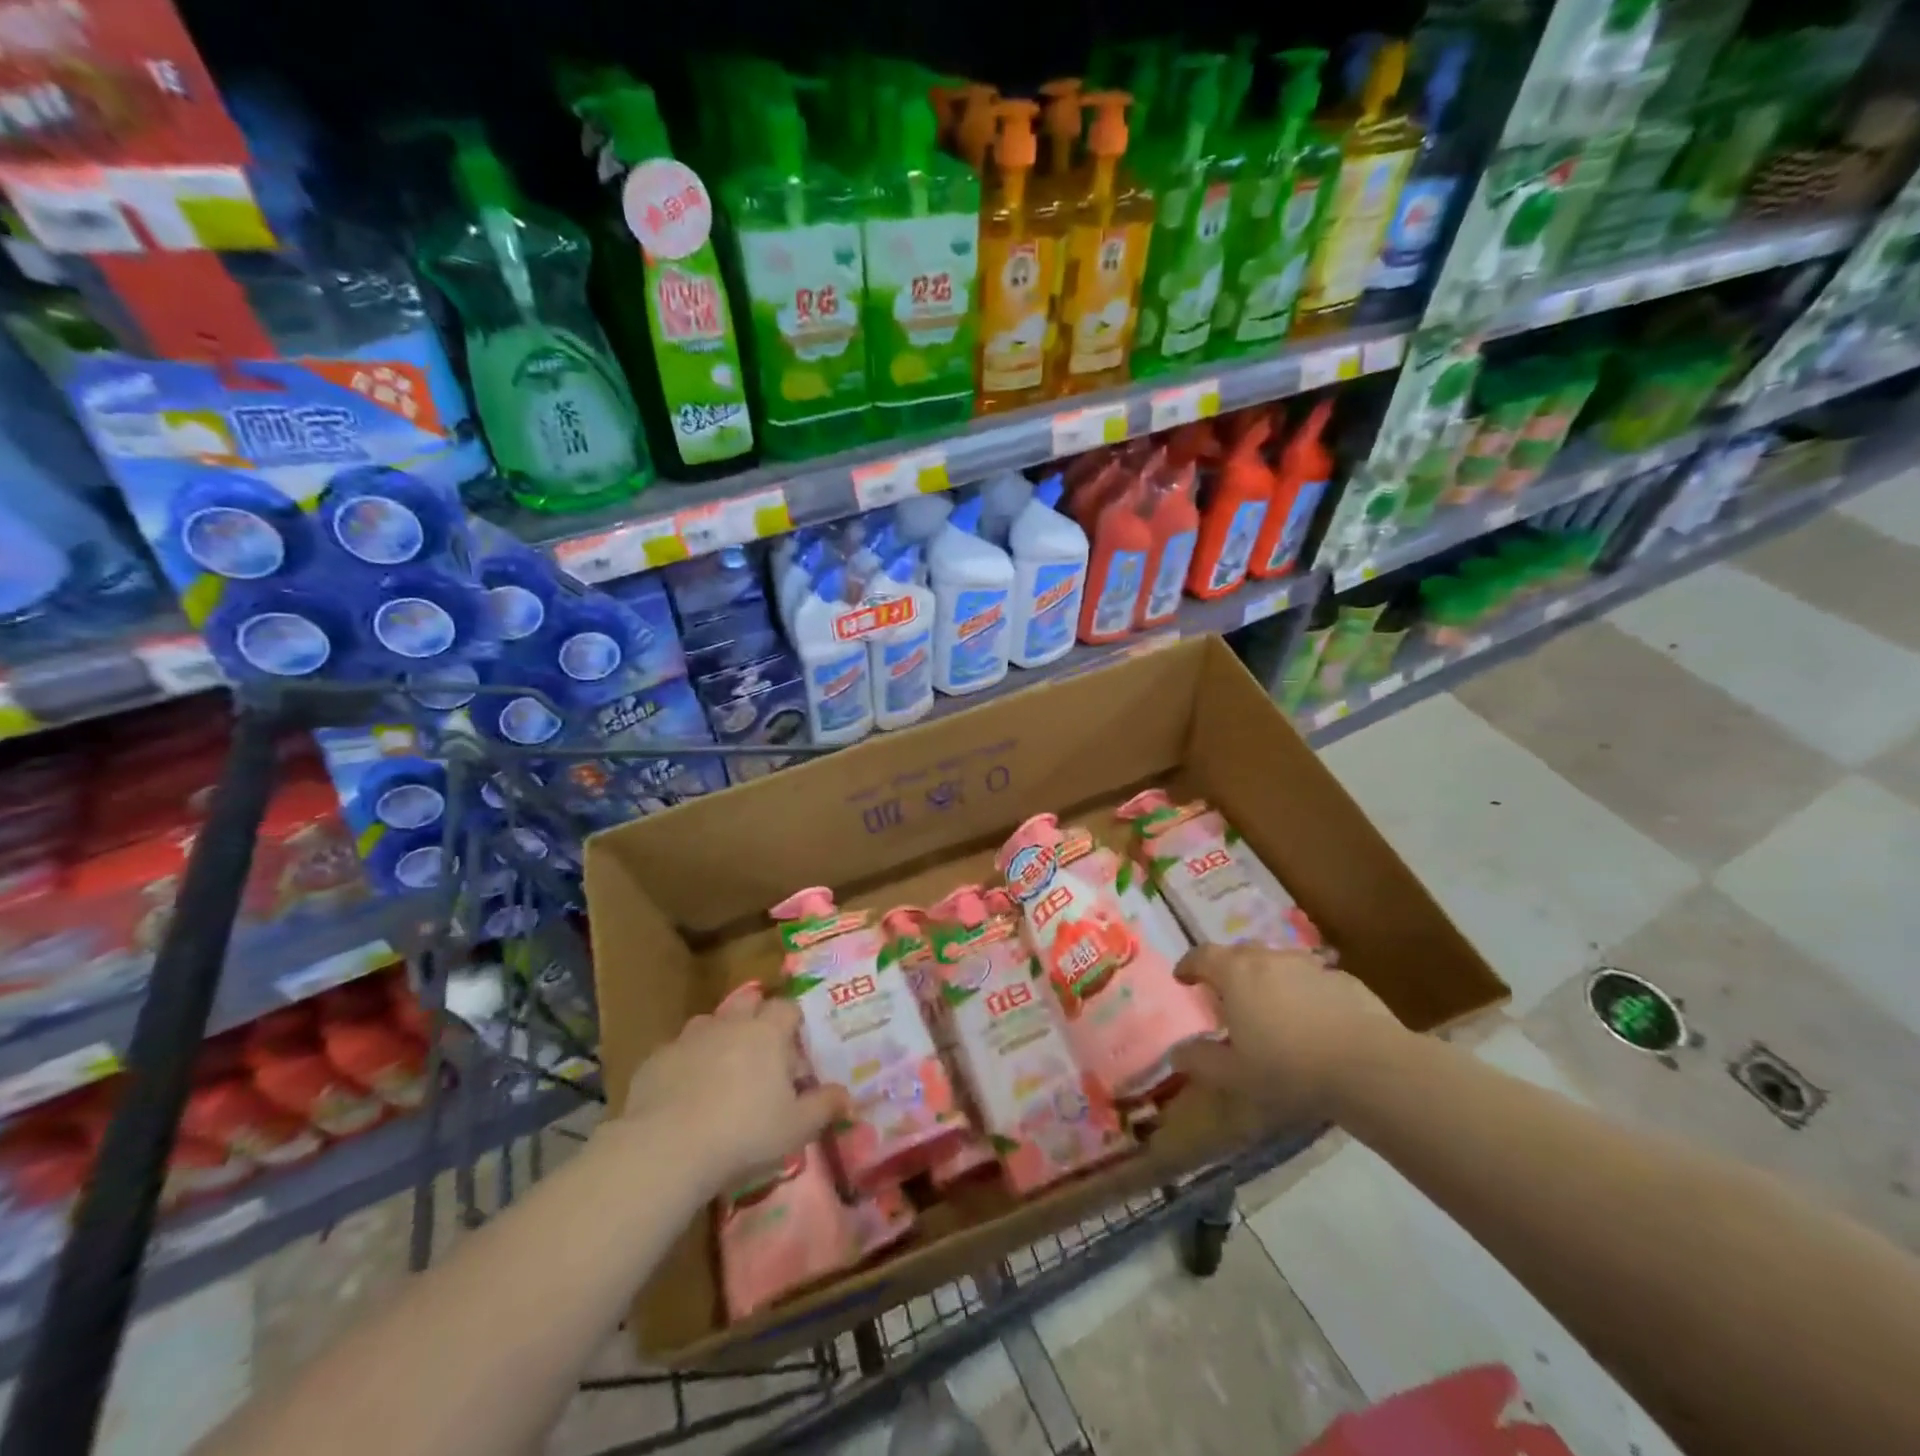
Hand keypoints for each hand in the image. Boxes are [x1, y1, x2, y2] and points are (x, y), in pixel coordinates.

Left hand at [618, 995, 847, 1198]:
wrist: (666, 1148)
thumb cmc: (744, 1133)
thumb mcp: (796, 1127)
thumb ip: (824, 1106)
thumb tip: (847, 1094)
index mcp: (767, 1032)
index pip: (787, 1008)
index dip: (794, 1024)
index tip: (797, 1049)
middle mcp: (729, 1024)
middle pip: (748, 1003)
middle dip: (757, 1019)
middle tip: (762, 1055)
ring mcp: (689, 1038)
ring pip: (710, 1025)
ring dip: (720, 1039)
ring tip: (722, 1074)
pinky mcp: (655, 1060)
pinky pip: (677, 1053)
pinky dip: (686, 1065)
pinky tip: (685, 1096)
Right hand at [1172, 945, 1404, 1125]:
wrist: (1370, 1066)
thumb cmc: (1289, 1067)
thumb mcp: (1235, 1074)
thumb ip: (1201, 1059)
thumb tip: (1177, 1052)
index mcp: (1236, 973)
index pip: (1202, 955)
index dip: (1189, 965)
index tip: (1183, 978)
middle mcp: (1269, 958)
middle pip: (1239, 954)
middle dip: (1228, 970)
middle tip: (1226, 995)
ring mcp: (1309, 965)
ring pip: (1278, 963)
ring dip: (1267, 978)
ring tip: (1271, 1007)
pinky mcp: (1343, 979)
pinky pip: (1311, 979)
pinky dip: (1303, 991)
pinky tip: (1313, 1020)